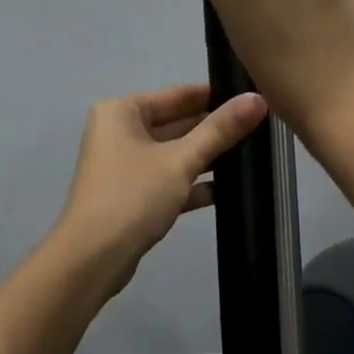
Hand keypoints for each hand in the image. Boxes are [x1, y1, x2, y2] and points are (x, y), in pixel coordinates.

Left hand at [54, 84, 266, 281]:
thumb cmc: (133, 196)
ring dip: (208, 157)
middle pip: (177, 123)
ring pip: (174, 154)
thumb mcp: (181, 160)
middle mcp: (119, 132)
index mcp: (122, 111)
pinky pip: (169, 180)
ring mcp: (125, 166)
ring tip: (253, 155)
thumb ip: (220, 130)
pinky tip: (228, 190)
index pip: (178, 94)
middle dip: (214, 128)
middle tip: (261, 128)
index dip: (216, 95)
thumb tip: (258, 98)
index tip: (254, 98)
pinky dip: (193, 184)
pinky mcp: (132, 196)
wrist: (92, 259)